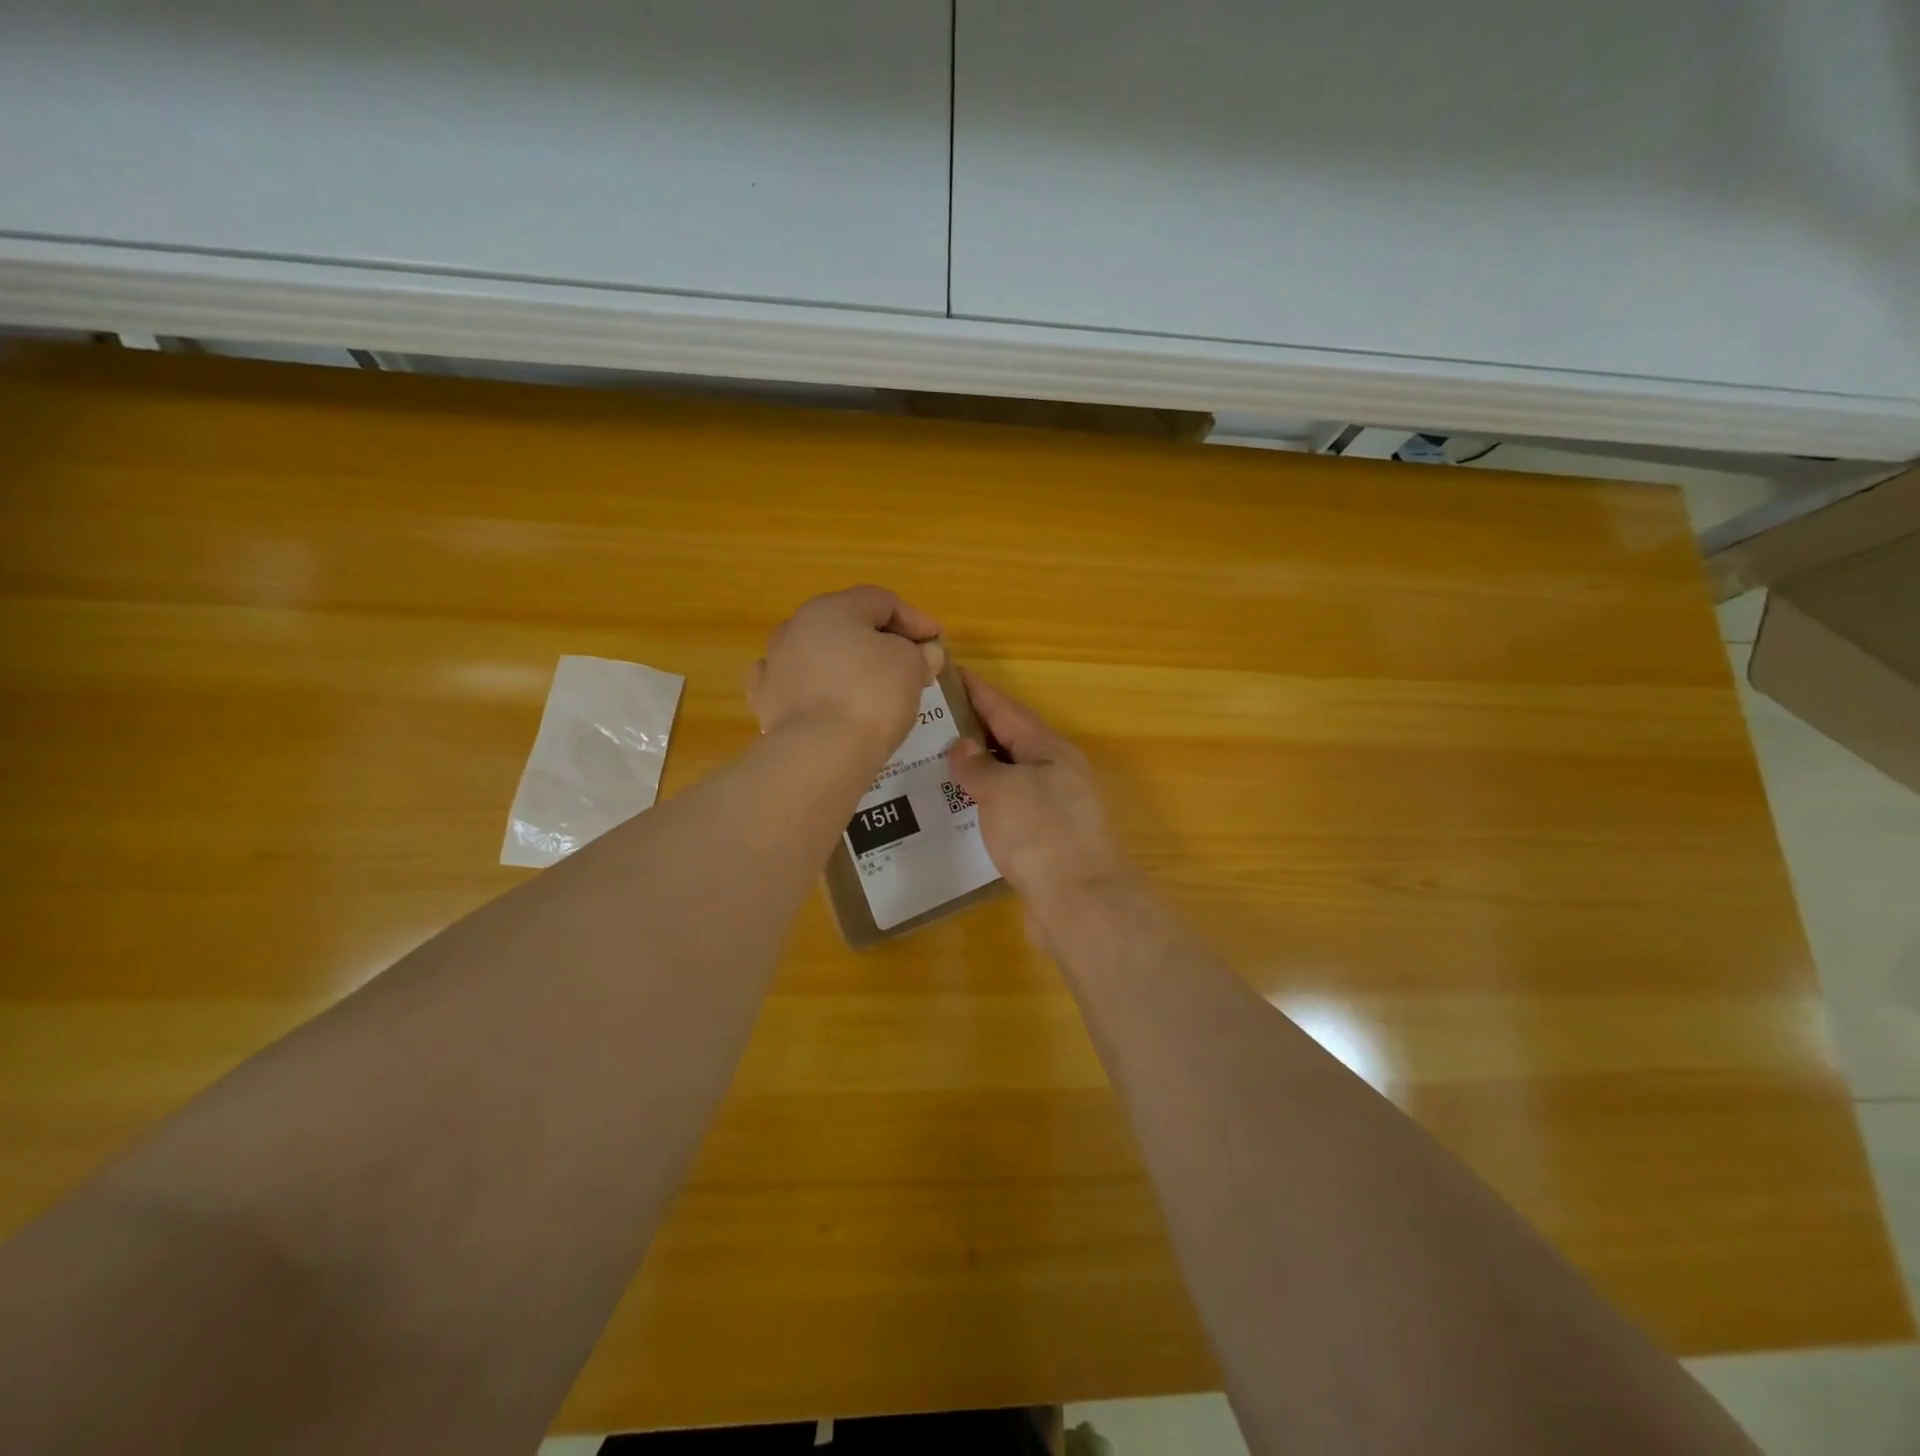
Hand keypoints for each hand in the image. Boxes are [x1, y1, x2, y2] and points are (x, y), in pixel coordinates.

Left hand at [747, 586, 943, 757]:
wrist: (819, 753)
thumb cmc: (871, 696)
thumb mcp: (910, 666)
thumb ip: (919, 653)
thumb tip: (925, 653)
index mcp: (833, 608)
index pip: (882, 601)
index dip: (915, 619)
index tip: (938, 643)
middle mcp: (797, 626)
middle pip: (848, 625)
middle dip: (881, 641)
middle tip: (911, 663)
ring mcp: (775, 663)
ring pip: (819, 653)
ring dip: (846, 663)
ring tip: (872, 686)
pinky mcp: (766, 700)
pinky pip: (796, 685)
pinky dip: (814, 688)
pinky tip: (825, 700)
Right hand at [946, 669, 1132, 908]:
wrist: (1079, 902)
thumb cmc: (1041, 834)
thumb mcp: (1003, 790)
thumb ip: (979, 766)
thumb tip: (962, 746)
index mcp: (1050, 751)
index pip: (1008, 711)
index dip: (980, 692)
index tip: (951, 674)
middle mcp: (1057, 774)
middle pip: (1012, 742)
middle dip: (976, 730)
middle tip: (934, 721)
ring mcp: (1055, 809)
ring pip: (1011, 777)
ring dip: (980, 769)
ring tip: (939, 763)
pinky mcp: (1047, 841)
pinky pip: (1010, 810)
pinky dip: (986, 803)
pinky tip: (962, 809)